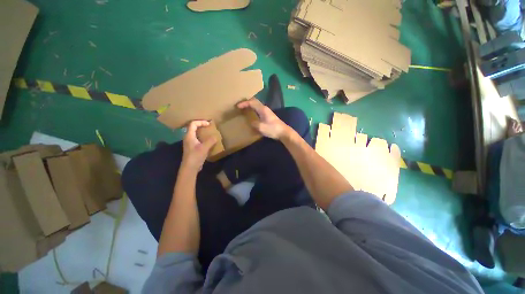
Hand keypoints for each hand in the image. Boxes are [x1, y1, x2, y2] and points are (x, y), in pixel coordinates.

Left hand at [181, 120, 216, 172]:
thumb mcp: (204, 148)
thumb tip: (215, 136)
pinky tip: (208, 141)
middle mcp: (188, 138)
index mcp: (189, 136)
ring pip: (195, 133)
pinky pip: (197, 139)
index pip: (193, 124)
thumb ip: (210, 141)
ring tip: (210, 133)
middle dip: (201, 125)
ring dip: (202, 132)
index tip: (209, 124)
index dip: (201, 122)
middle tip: (209, 127)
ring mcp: (190, 143)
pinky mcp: (193, 148)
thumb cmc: (195, 156)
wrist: (190, 168)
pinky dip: (203, 137)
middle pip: (193, 128)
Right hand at [237, 98, 289, 139]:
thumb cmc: (273, 129)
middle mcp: (265, 108)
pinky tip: (252, 115)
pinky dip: (254, 110)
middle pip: (255, 102)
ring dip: (250, 106)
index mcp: (263, 109)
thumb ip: (254, 123)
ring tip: (244, 109)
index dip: (244, 103)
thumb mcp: (261, 127)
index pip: (252, 102)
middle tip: (240, 106)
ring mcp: (267, 112)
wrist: (283, 132)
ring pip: (257, 106)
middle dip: (247, 103)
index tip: (237, 106)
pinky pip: (259, 110)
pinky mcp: (268, 116)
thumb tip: (251, 122)